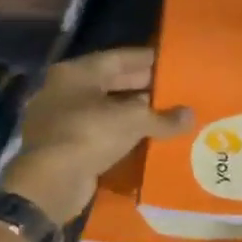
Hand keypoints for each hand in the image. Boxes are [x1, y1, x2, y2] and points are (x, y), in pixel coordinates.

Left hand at [0, 47, 190, 221]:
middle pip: (110, 82)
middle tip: (172, 88)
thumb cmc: (90, 134)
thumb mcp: (135, 120)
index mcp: (76, 72)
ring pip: (105, 109)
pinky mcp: (62, 146)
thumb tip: (190, 116)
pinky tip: (145, 136)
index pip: (118, 58)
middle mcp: (64, 90)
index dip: (147, 59)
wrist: (50, 183)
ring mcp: (59, 119)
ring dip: (132, 112)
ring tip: (164, 113)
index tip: (171, 62)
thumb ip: (164, 117)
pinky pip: (98, 132)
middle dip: (142, 86)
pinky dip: (120, 132)